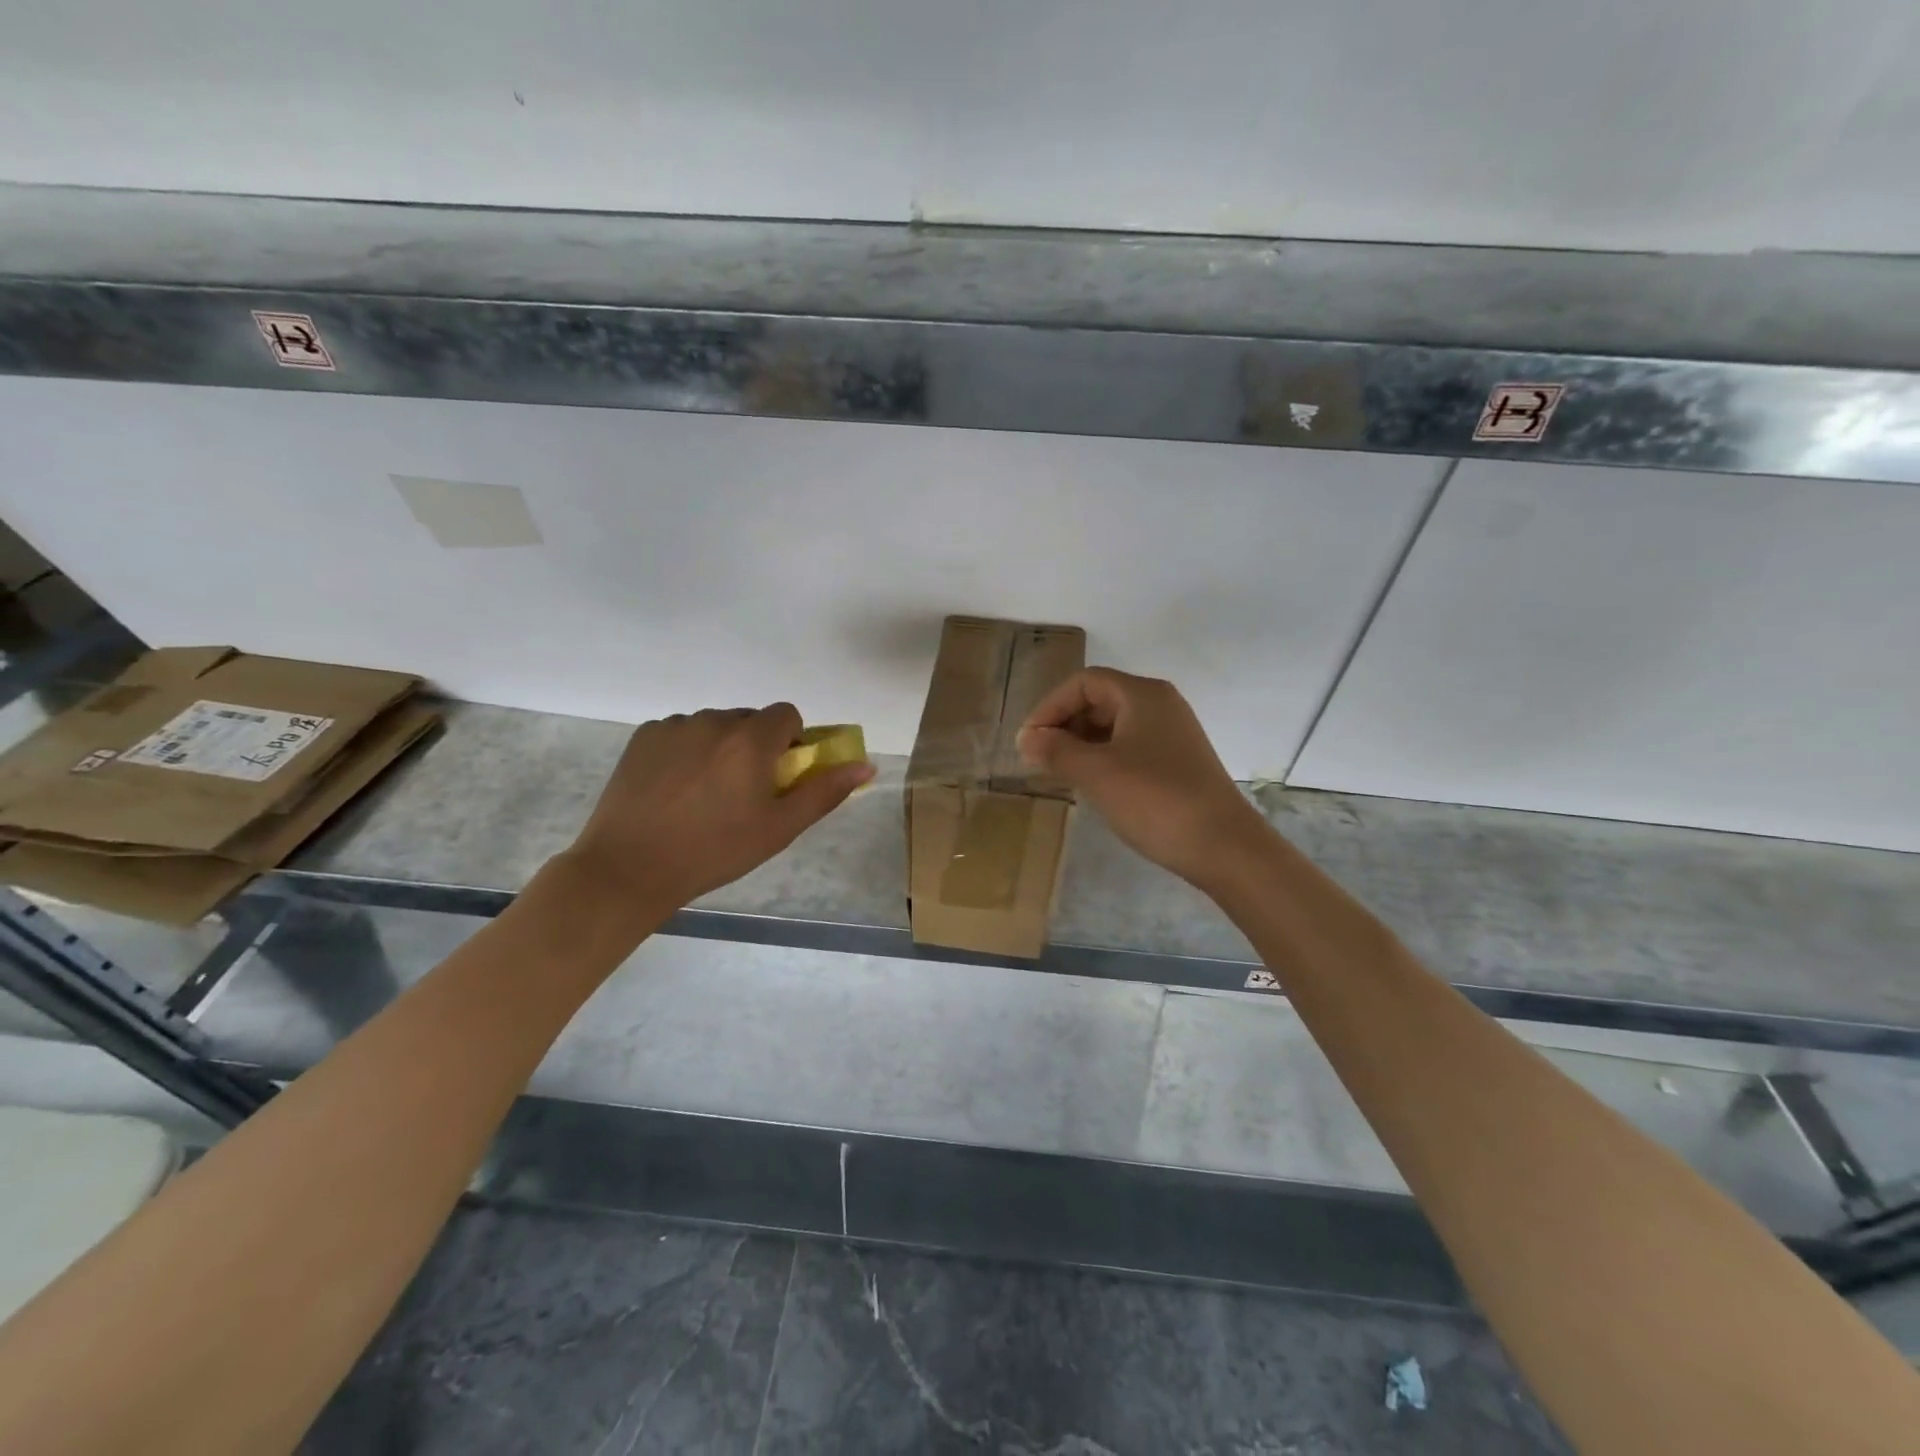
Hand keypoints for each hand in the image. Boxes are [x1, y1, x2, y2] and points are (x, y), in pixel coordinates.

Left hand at [564, 703, 874, 914]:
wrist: (629, 868)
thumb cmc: (715, 851)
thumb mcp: (779, 828)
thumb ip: (824, 791)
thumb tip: (865, 764)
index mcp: (750, 740)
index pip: (786, 715)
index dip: (790, 742)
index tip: (779, 775)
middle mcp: (713, 721)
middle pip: (749, 720)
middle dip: (755, 746)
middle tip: (742, 792)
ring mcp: (674, 726)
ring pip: (714, 726)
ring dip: (720, 747)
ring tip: (702, 794)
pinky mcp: (643, 736)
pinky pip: (680, 732)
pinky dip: (686, 751)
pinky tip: (672, 789)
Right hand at [1017, 668, 1270, 889]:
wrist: (1223, 846)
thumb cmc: (1154, 799)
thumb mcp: (1096, 773)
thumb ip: (1056, 750)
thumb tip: (1027, 739)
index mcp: (1142, 695)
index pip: (1084, 683)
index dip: (1050, 707)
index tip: (1028, 742)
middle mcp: (1160, 705)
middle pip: (1099, 700)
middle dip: (1064, 725)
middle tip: (1039, 758)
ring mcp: (1172, 734)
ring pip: (1114, 726)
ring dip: (1081, 744)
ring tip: (1059, 773)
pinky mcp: (1178, 762)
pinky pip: (1130, 747)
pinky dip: (1103, 758)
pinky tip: (1092, 785)